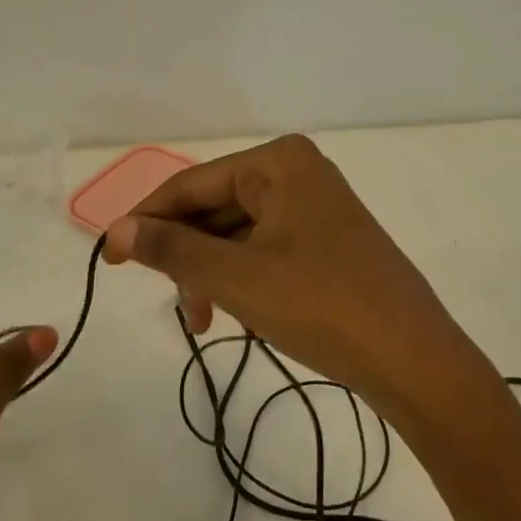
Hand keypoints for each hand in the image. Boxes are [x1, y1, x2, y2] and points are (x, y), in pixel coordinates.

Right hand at [102, 134, 484, 425]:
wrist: (412, 358)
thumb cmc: (320, 305)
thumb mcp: (236, 277)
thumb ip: (173, 249)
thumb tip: (118, 230)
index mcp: (279, 162)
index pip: (192, 184)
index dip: (146, 219)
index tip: (108, 258)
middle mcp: (299, 173)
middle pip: (216, 208)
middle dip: (188, 256)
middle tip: (170, 302)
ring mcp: (318, 207)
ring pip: (239, 234)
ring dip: (214, 274)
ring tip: (206, 321)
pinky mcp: (329, 241)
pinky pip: (267, 250)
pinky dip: (244, 280)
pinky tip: (244, 316)